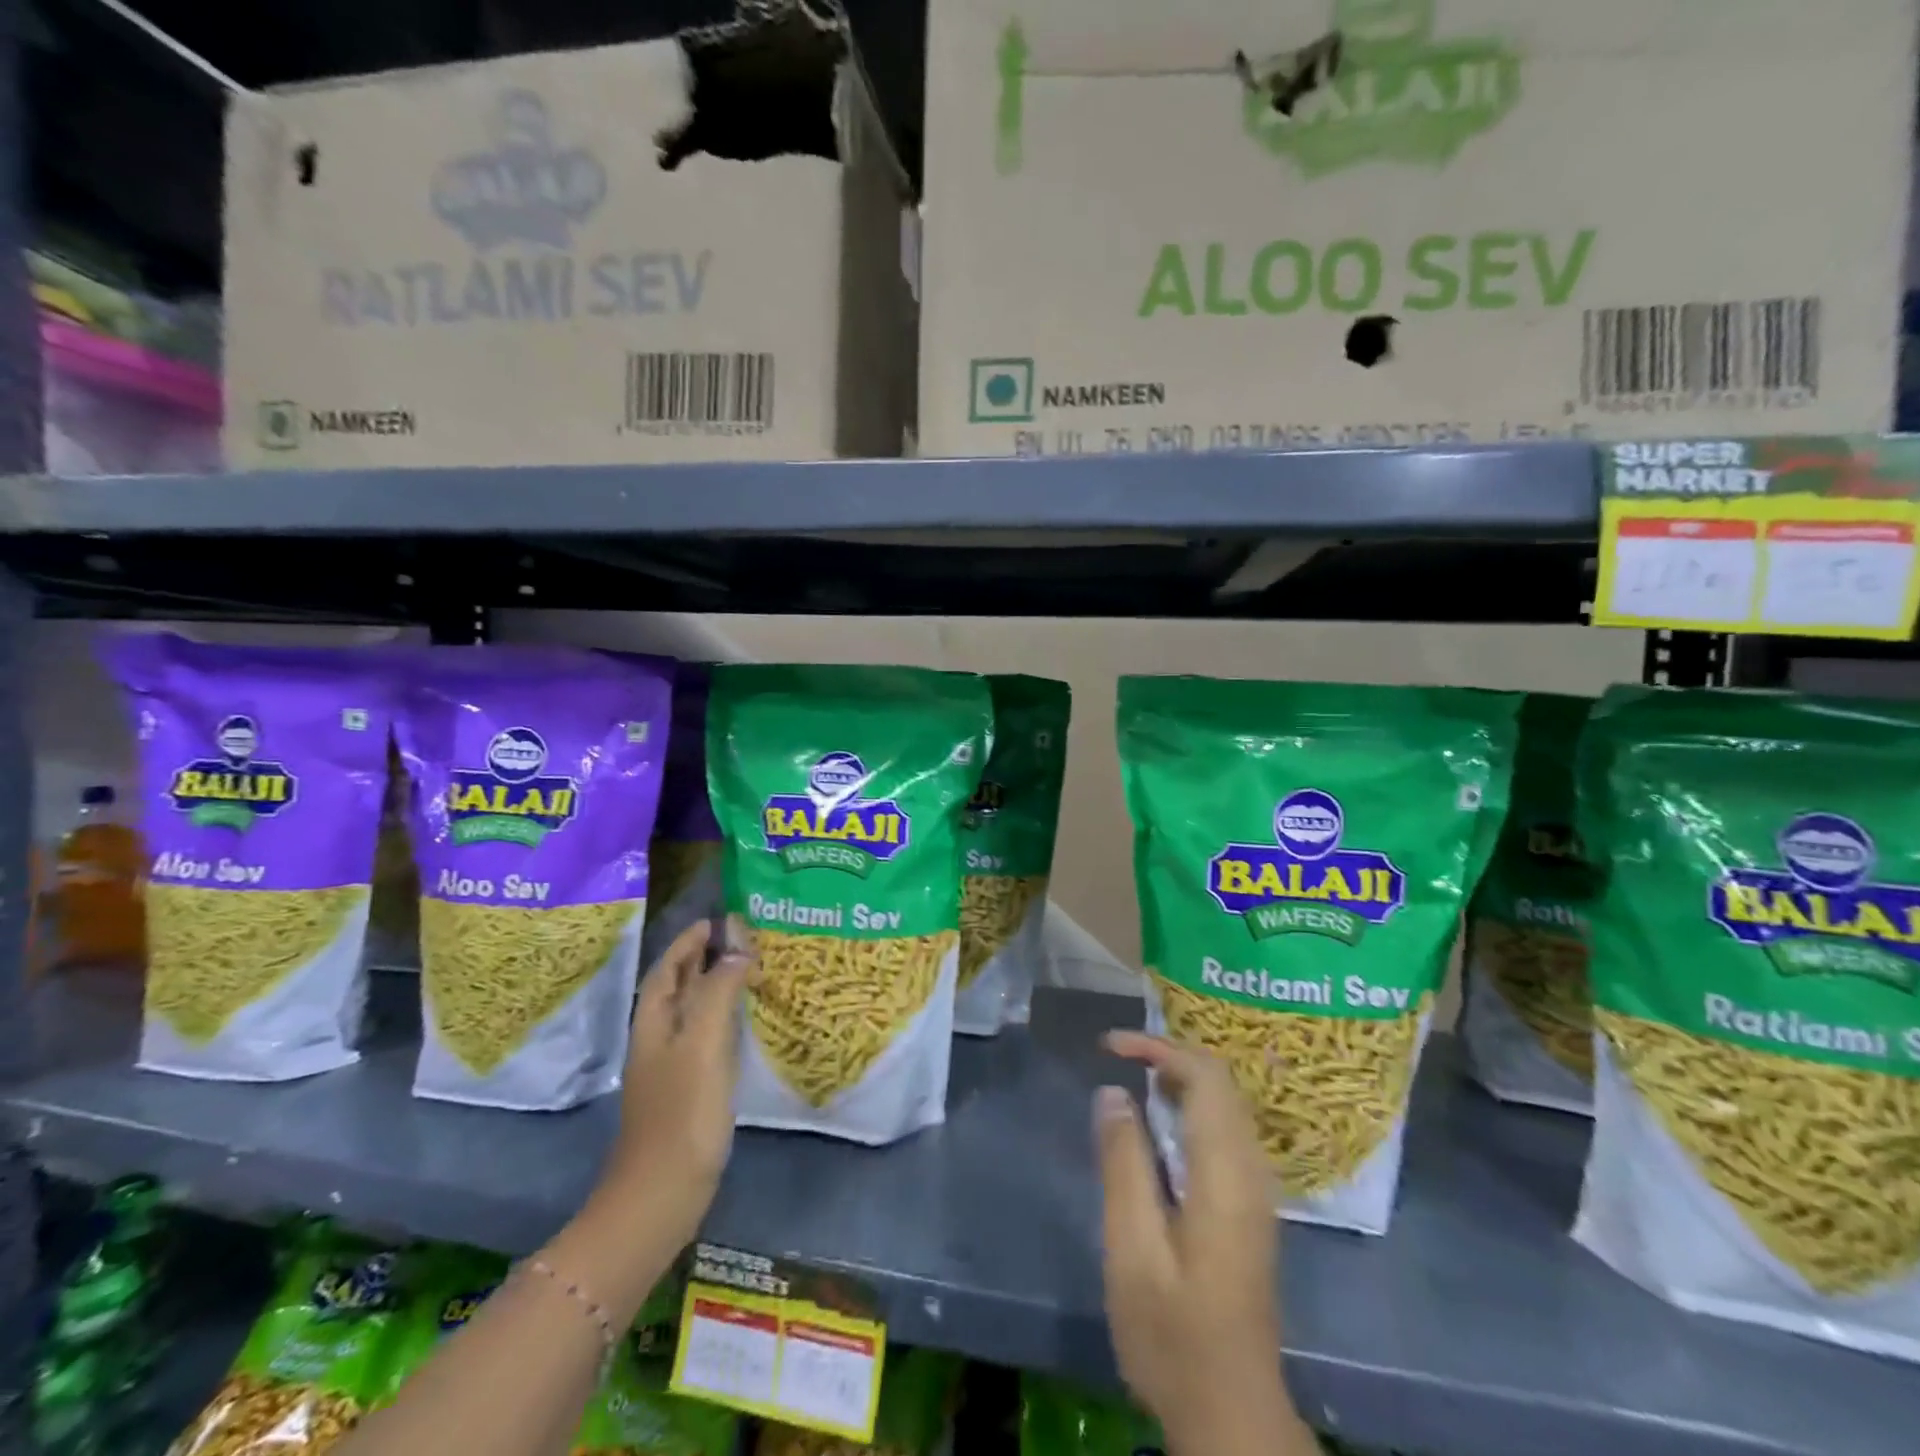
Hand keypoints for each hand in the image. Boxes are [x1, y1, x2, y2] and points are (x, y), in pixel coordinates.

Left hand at [598, 917, 755, 1251]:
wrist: (662, 1194)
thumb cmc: (682, 1112)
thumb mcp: (702, 1044)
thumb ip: (718, 992)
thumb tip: (738, 951)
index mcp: (654, 1023)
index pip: (667, 969)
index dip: (688, 943)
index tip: (715, 921)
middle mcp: (658, 1039)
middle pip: (676, 987)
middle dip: (701, 960)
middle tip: (738, 940)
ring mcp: (671, 1067)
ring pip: (691, 1012)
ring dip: (713, 986)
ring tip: (747, 970)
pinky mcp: (687, 1090)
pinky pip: (704, 1037)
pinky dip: (721, 1017)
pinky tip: (743, 1023)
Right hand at [1095, 1032, 1308, 1455]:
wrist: (1232, 1410)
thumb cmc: (1173, 1333)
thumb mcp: (1133, 1248)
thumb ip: (1124, 1163)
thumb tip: (1112, 1092)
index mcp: (1225, 1173)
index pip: (1205, 1076)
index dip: (1157, 1047)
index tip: (1109, 1046)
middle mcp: (1251, 1169)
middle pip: (1220, 1081)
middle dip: (1168, 1053)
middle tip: (1116, 1054)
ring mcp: (1256, 1188)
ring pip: (1225, 1103)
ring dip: (1180, 1076)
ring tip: (1131, 1077)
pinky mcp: (1249, 1205)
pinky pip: (1224, 1127)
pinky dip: (1190, 1104)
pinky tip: (1158, 1122)